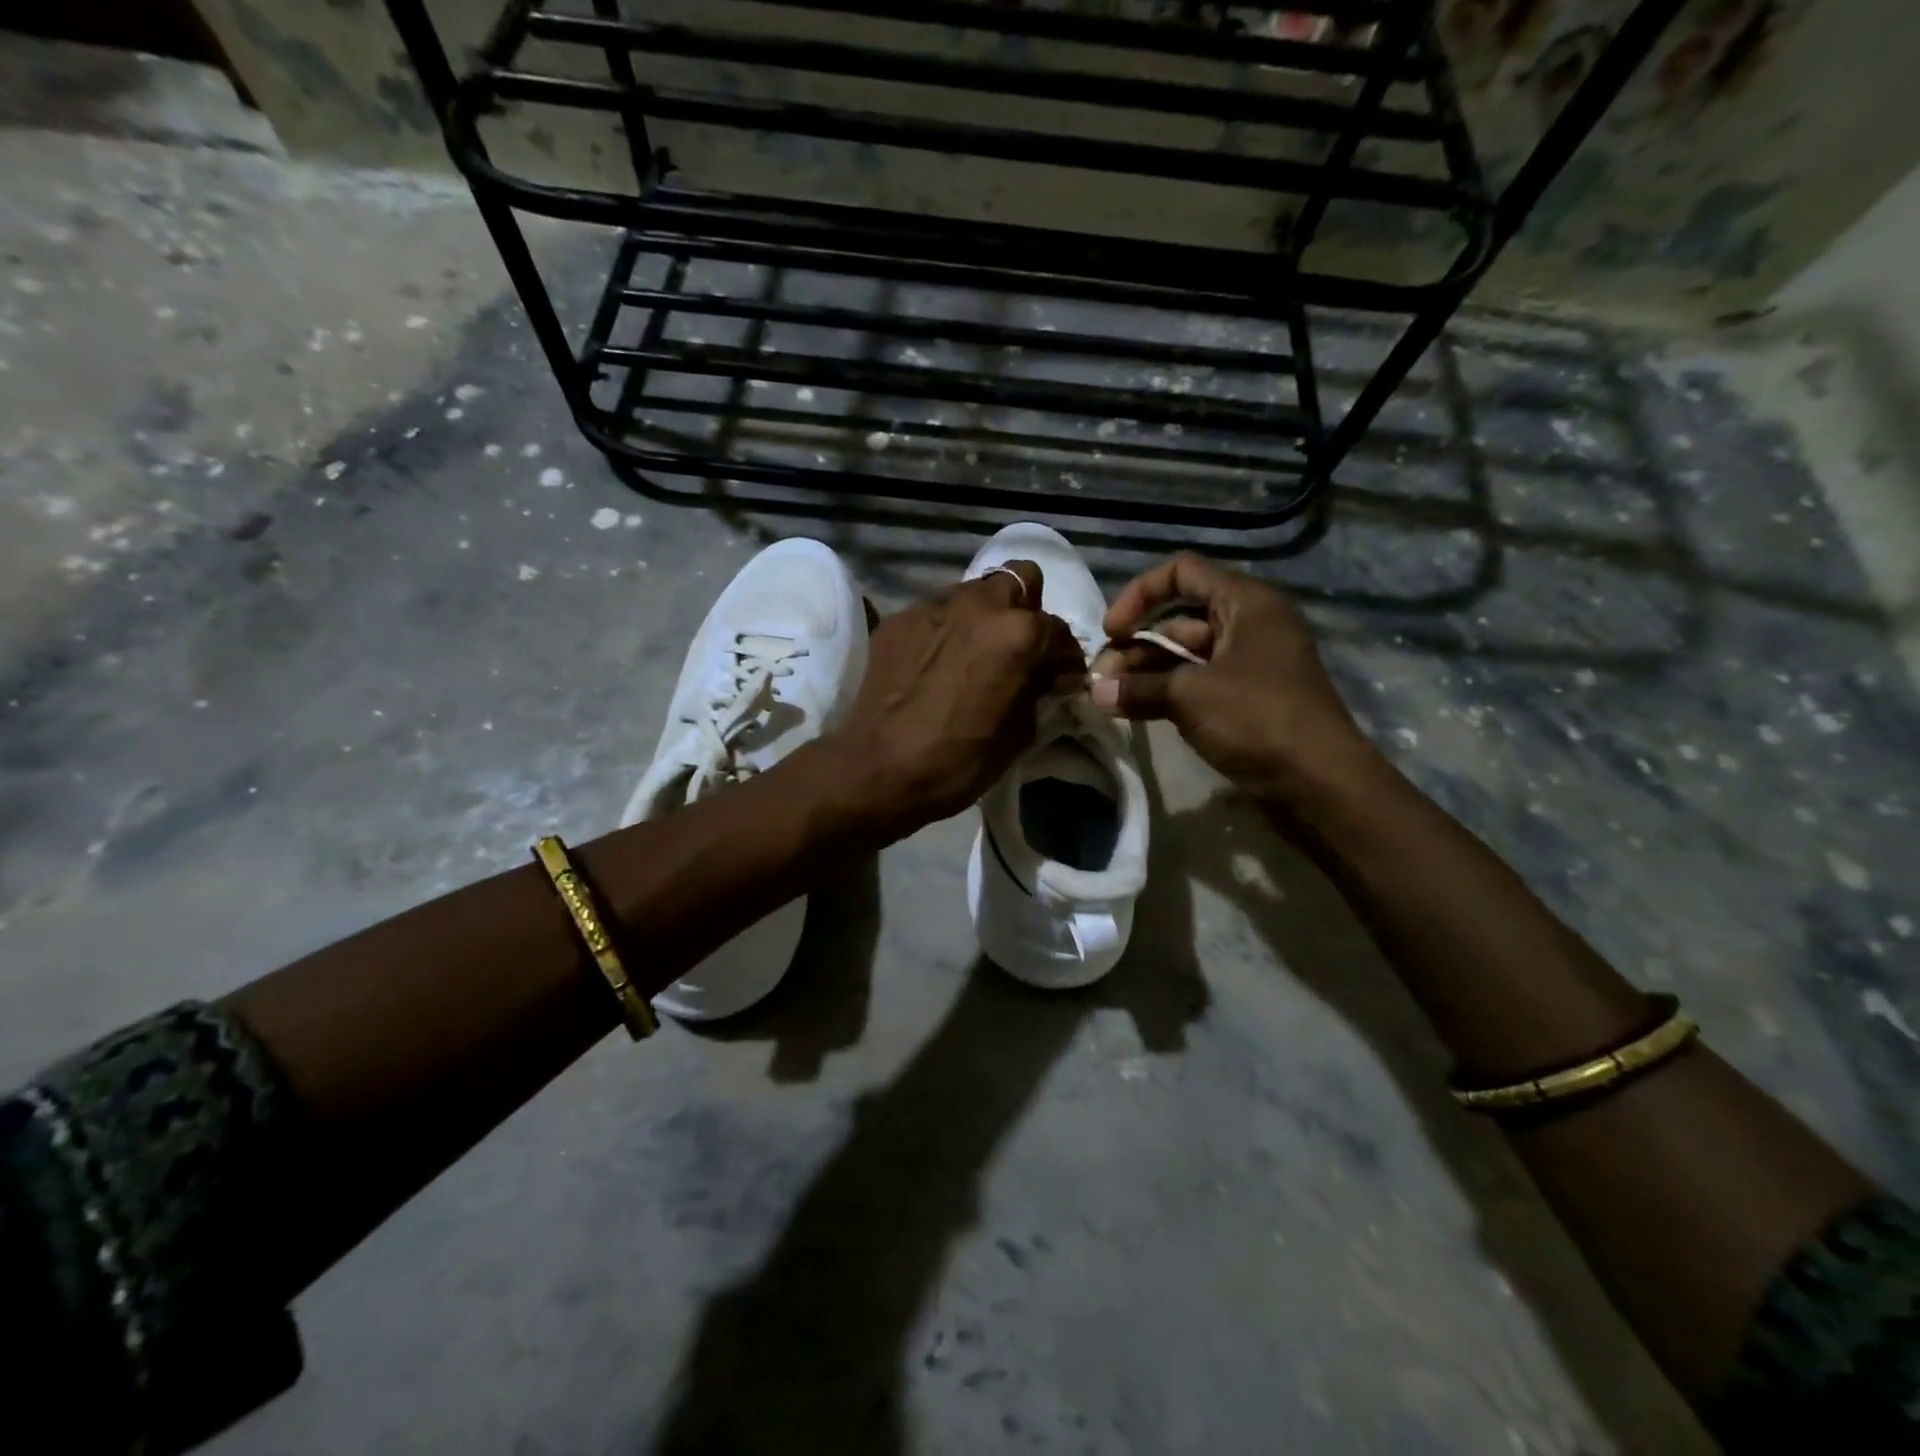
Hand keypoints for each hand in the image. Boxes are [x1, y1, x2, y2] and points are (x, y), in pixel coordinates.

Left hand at [830, 560, 1085, 838]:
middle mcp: (979, 604)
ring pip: (974, 591)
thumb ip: (1040, 691)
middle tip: (1018, 649)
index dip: (1064, 658)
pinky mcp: (899, 618)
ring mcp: (934, 605)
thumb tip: (1051, 676)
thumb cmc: (960, 760)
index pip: (1059, 631)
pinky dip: (946, 630)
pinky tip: (936, 662)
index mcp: (1018, 631)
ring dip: (984, 615)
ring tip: (975, 651)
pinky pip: (936, 612)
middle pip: (1019, 581)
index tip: (1059, 678)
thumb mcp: (1020, 732)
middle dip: (1026, 610)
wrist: (879, 769)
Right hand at [1089, 553, 1378, 810]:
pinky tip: (1132, 710)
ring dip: (1145, 673)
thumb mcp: (1191, 696)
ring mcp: (1247, 665)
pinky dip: (1165, 694)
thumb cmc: (1258, 719)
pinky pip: (1196, 685)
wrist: (1319, 782)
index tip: (1112, 631)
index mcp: (1246, 603)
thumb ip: (1138, 688)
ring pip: (1184, 657)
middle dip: (1135, 646)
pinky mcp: (1245, 700)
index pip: (1183, 573)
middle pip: (1179, 620)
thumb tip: (1093, 692)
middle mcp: (1248, 625)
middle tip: (1101, 678)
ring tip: (1108, 698)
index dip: (1140, 594)